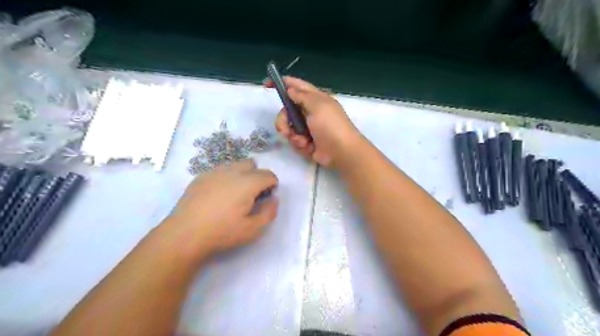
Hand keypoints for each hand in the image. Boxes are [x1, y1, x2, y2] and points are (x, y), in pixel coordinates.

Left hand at [166, 159, 278, 256]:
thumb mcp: (253, 229)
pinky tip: (218, 195)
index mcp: (248, 183)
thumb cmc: (222, 232)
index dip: (273, 185)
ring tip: (235, 194)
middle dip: (257, 176)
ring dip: (242, 175)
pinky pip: (220, 171)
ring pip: (235, 165)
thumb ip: (269, 212)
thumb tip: (274, 199)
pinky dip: (226, 178)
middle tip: (252, 195)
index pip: (268, 175)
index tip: (267, 198)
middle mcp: (232, 171)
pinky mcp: (201, 177)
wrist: (184, 234)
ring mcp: (214, 172)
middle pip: (252, 164)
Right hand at [268, 78, 359, 168]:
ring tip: (302, 141)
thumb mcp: (317, 105)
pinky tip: (308, 147)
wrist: (341, 152)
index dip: (281, 83)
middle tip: (285, 129)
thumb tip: (290, 89)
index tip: (266, 84)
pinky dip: (299, 144)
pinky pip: (295, 140)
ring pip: (288, 127)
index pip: (296, 86)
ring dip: (292, 135)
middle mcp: (310, 112)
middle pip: (287, 110)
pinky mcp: (307, 142)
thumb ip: (301, 95)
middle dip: (283, 120)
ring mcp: (308, 128)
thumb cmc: (331, 125)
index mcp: (315, 99)